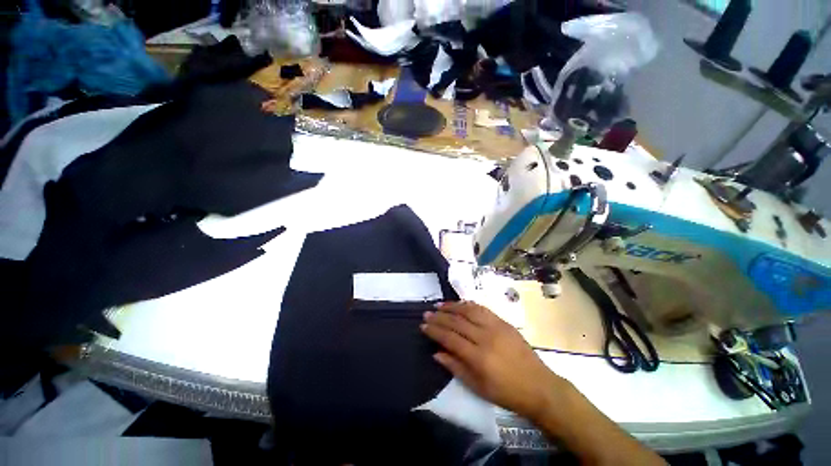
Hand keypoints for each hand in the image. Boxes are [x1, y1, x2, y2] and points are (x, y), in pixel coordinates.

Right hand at [421, 301, 564, 420]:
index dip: (434, 331)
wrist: (539, 386)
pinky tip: (460, 304)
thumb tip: (436, 352)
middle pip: (457, 322)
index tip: (423, 325)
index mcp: (478, 357)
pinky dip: (469, 305)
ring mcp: (496, 327)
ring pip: (469, 310)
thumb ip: (455, 367)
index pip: (449, 338)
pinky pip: (483, 309)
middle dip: (439, 316)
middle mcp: (485, 337)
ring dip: (452, 306)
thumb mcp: (477, 387)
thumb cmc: (506, 392)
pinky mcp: (504, 322)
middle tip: (427, 313)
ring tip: (439, 304)